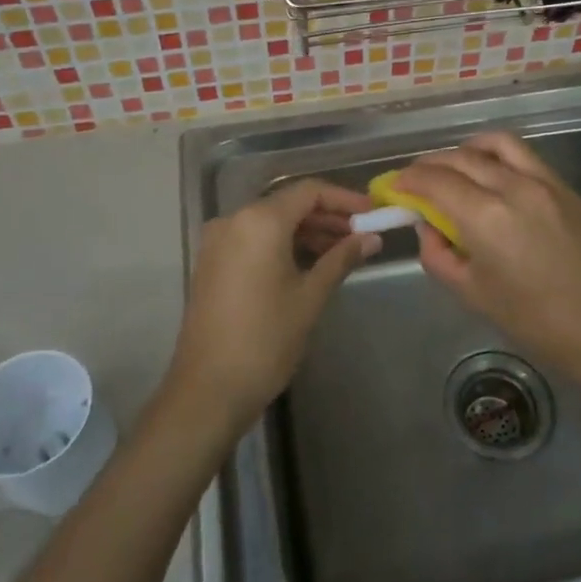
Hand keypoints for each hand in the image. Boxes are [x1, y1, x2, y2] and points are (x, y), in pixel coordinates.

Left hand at [169, 180, 377, 421]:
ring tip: (341, 251)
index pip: (309, 191)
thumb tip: (372, 238)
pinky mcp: (212, 262)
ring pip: (271, 222)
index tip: (373, 214)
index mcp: (260, 221)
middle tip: (361, 235)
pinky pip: (253, 238)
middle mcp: (234, 220)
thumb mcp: (310, 297)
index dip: (344, 199)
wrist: (208, 390)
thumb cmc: (266, 339)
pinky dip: (282, 243)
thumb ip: (341, 258)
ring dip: (306, 231)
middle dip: (327, 216)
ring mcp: (218, 241)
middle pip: (288, 203)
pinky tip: (308, 263)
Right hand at [394, 133, 580, 377]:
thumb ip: (438, 253)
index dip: (407, 180)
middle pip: (460, 158)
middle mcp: (512, 187)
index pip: (434, 181)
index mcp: (485, 217)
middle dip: (429, 165)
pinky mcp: (563, 186)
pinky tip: (490, 173)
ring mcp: (543, 182)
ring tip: (454, 168)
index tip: (393, 186)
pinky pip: (523, 155)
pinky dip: (497, 155)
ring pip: (494, 144)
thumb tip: (427, 225)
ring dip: (465, 150)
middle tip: (415, 180)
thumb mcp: (470, 291)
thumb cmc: (531, 319)